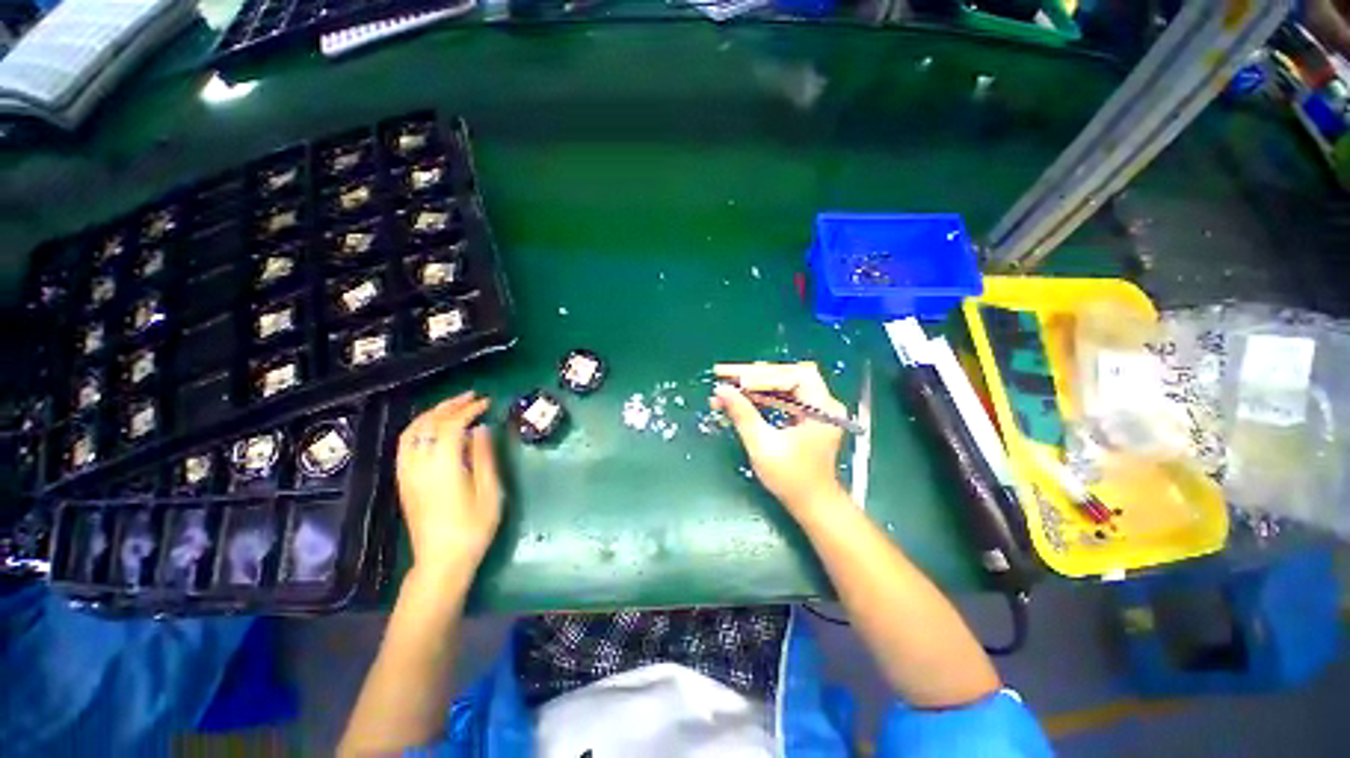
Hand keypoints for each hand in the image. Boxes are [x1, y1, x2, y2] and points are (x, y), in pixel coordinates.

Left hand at [396, 392, 501, 578]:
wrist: (442, 561)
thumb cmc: (473, 527)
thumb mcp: (489, 491)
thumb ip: (484, 457)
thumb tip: (481, 429)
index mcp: (443, 466)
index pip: (452, 425)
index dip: (469, 409)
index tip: (487, 402)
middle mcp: (419, 464)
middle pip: (428, 424)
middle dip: (450, 406)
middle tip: (471, 397)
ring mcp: (407, 473)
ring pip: (411, 432)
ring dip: (432, 414)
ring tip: (453, 407)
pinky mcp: (404, 481)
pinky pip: (405, 445)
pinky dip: (419, 428)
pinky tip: (433, 429)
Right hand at [711, 362, 848, 514]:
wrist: (811, 504)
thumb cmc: (791, 478)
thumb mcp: (762, 445)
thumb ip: (742, 414)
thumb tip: (722, 389)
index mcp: (822, 408)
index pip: (792, 377)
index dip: (762, 377)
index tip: (735, 381)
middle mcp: (822, 402)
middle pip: (785, 375)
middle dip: (753, 376)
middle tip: (724, 374)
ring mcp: (813, 408)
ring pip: (780, 385)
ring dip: (752, 386)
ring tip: (726, 386)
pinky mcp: (804, 416)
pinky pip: (780, 397)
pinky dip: (759, 397)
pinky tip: (738, 398)